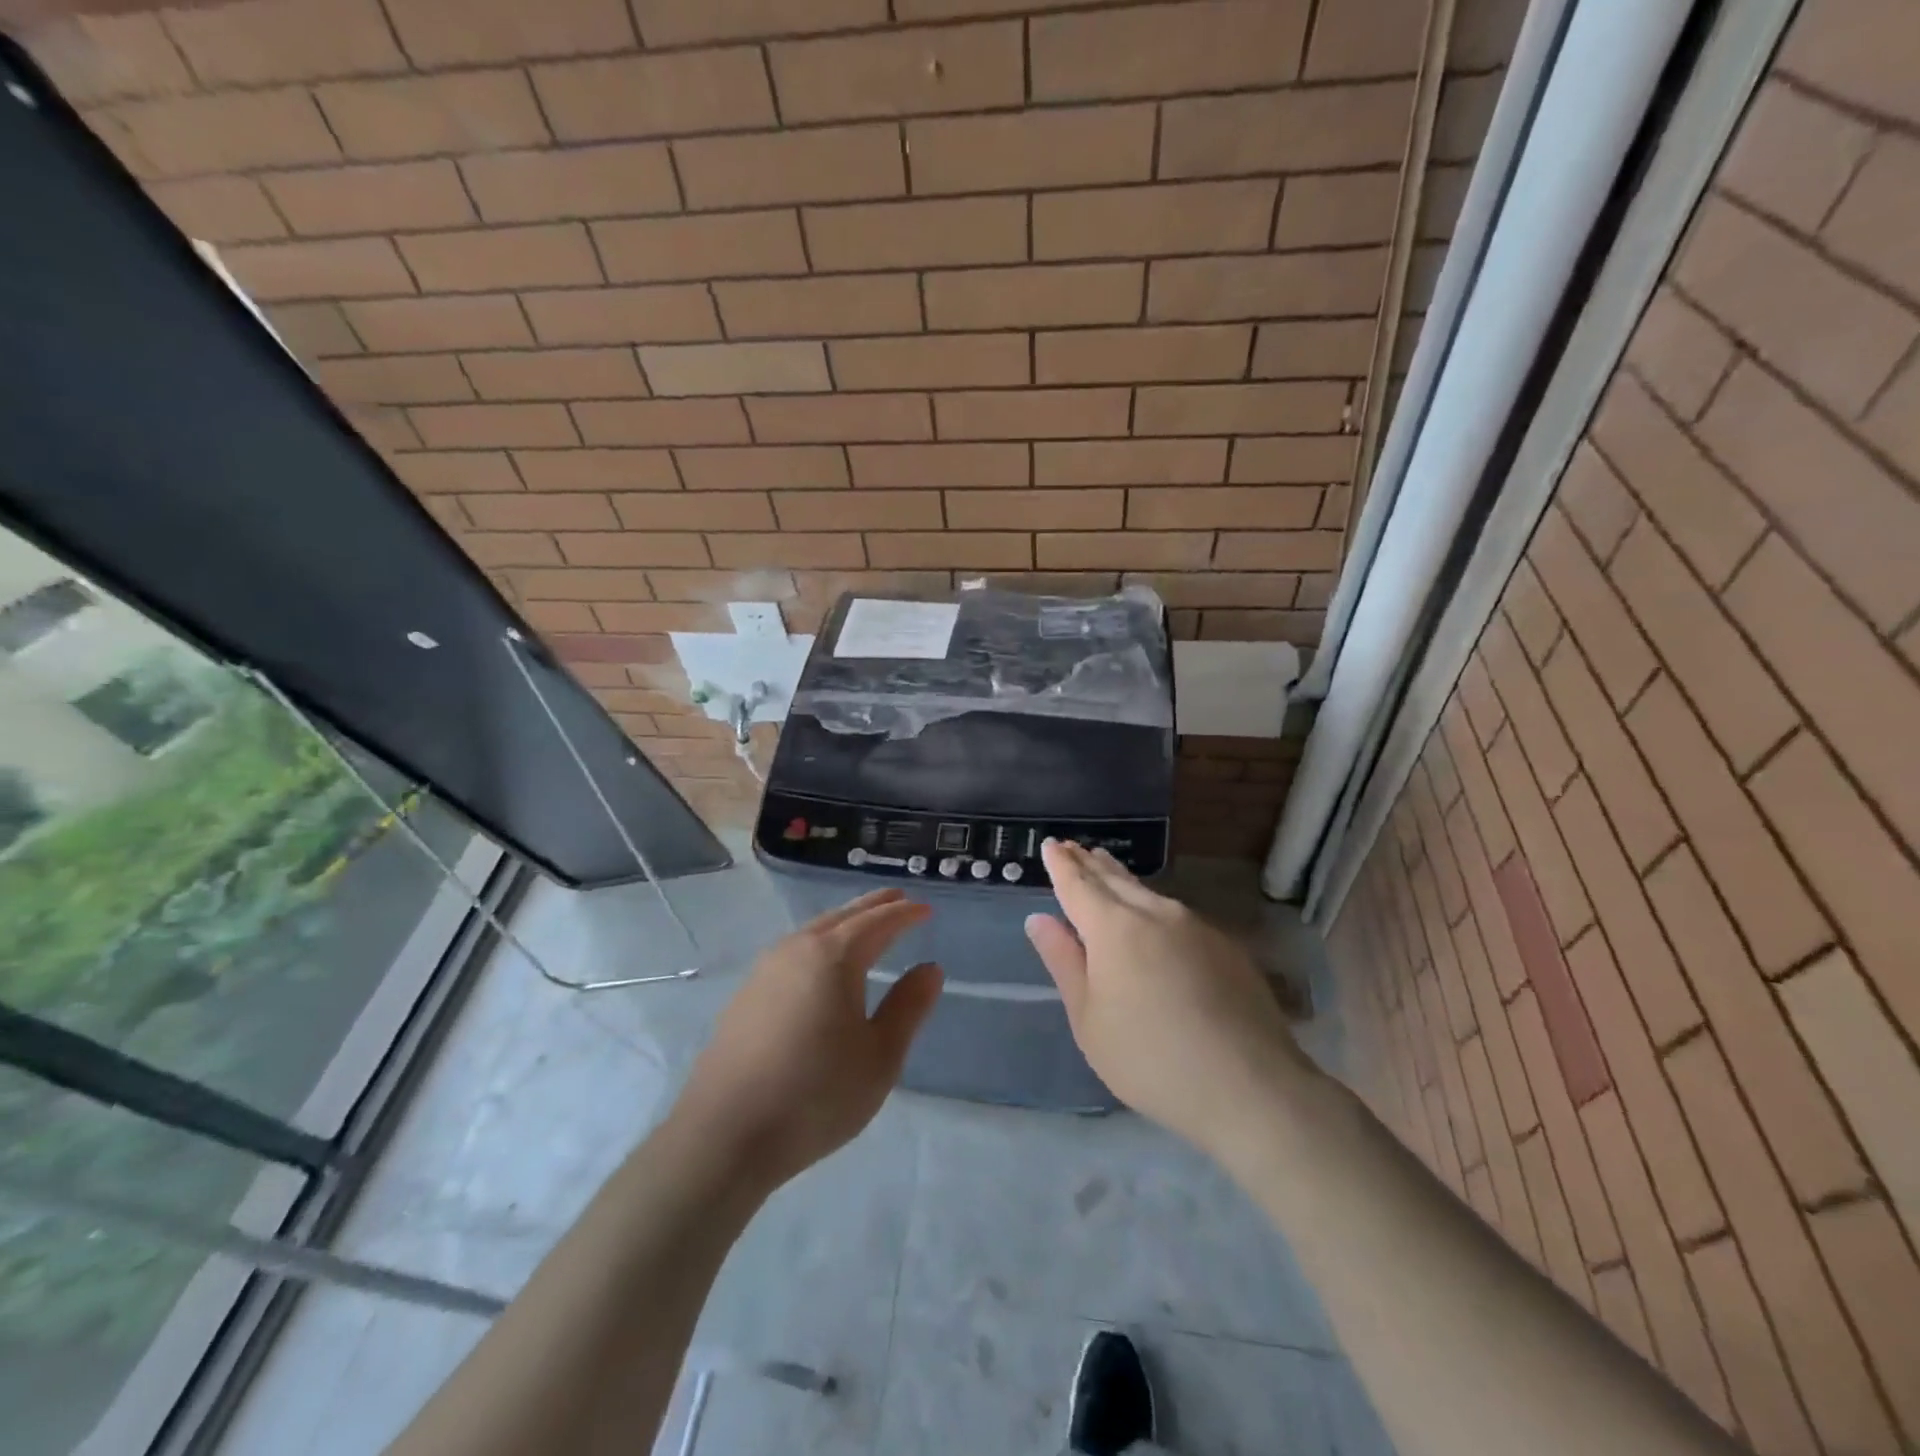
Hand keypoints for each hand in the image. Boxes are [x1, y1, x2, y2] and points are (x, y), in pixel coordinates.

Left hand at [674, 889, 941, 1191]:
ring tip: (864, 925)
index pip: (878, 923)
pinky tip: (820, 964)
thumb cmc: (816, 1094)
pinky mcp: (745, 995)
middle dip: (873, 906)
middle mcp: (797, 950)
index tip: (926, 910)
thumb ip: (908, 1007)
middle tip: (898, 899)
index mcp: (834, 957)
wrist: (725, 1135)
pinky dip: (819, 943)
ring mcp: (765, 970)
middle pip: (843, 916)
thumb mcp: (880, 1056)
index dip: (904, 915)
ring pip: (813, 931)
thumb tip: (930, 969)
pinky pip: (793, 951)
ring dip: (844, 922)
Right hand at [1025, 840, 1306, 1160]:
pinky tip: (1154, 917)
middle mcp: (1154, 913)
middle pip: (1114, 879)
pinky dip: (1153, 906)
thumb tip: (1039, 919)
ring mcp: (1195, 926)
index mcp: (1113, 927)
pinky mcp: (1225, 946)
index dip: (1061, 864)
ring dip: (1122, 879)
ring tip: (1107, 868)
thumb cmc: (1149, 1058)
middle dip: (1091, 863)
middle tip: (1075, 847)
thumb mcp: (1089, 1019)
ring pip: (1148, 893)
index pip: (1078, 884)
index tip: (1051, 844)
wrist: (1249, 1085)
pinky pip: (1176, 914)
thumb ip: (1064, 962)